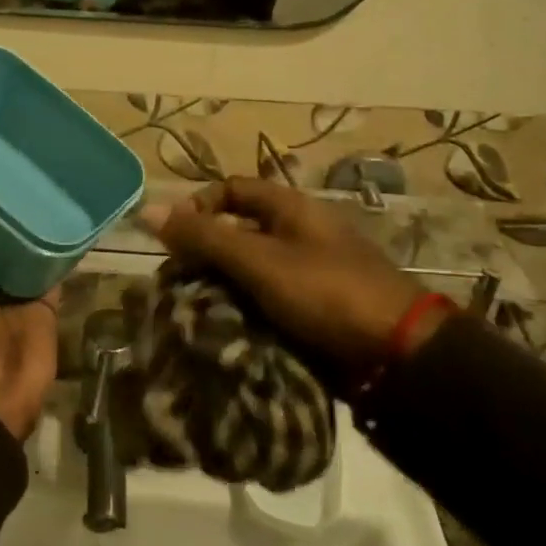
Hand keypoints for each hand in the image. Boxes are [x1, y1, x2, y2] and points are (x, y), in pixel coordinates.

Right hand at [140, 179, 444, 377]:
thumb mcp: (259, 261)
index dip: (199, 206)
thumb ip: (204, 237)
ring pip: (250, 270)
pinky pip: (268, 300)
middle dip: (205, 254)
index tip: (176, 238)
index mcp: (291, 208)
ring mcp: (309, 273)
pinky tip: (226, 331)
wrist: (398, 356)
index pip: (232, 189)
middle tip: (179, 284)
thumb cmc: (326, 292)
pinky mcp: (315, 310)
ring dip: (222, 287)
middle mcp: (299, 233)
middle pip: (237, 231)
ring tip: (195, 313)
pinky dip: (245, 311)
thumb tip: (148, 210)